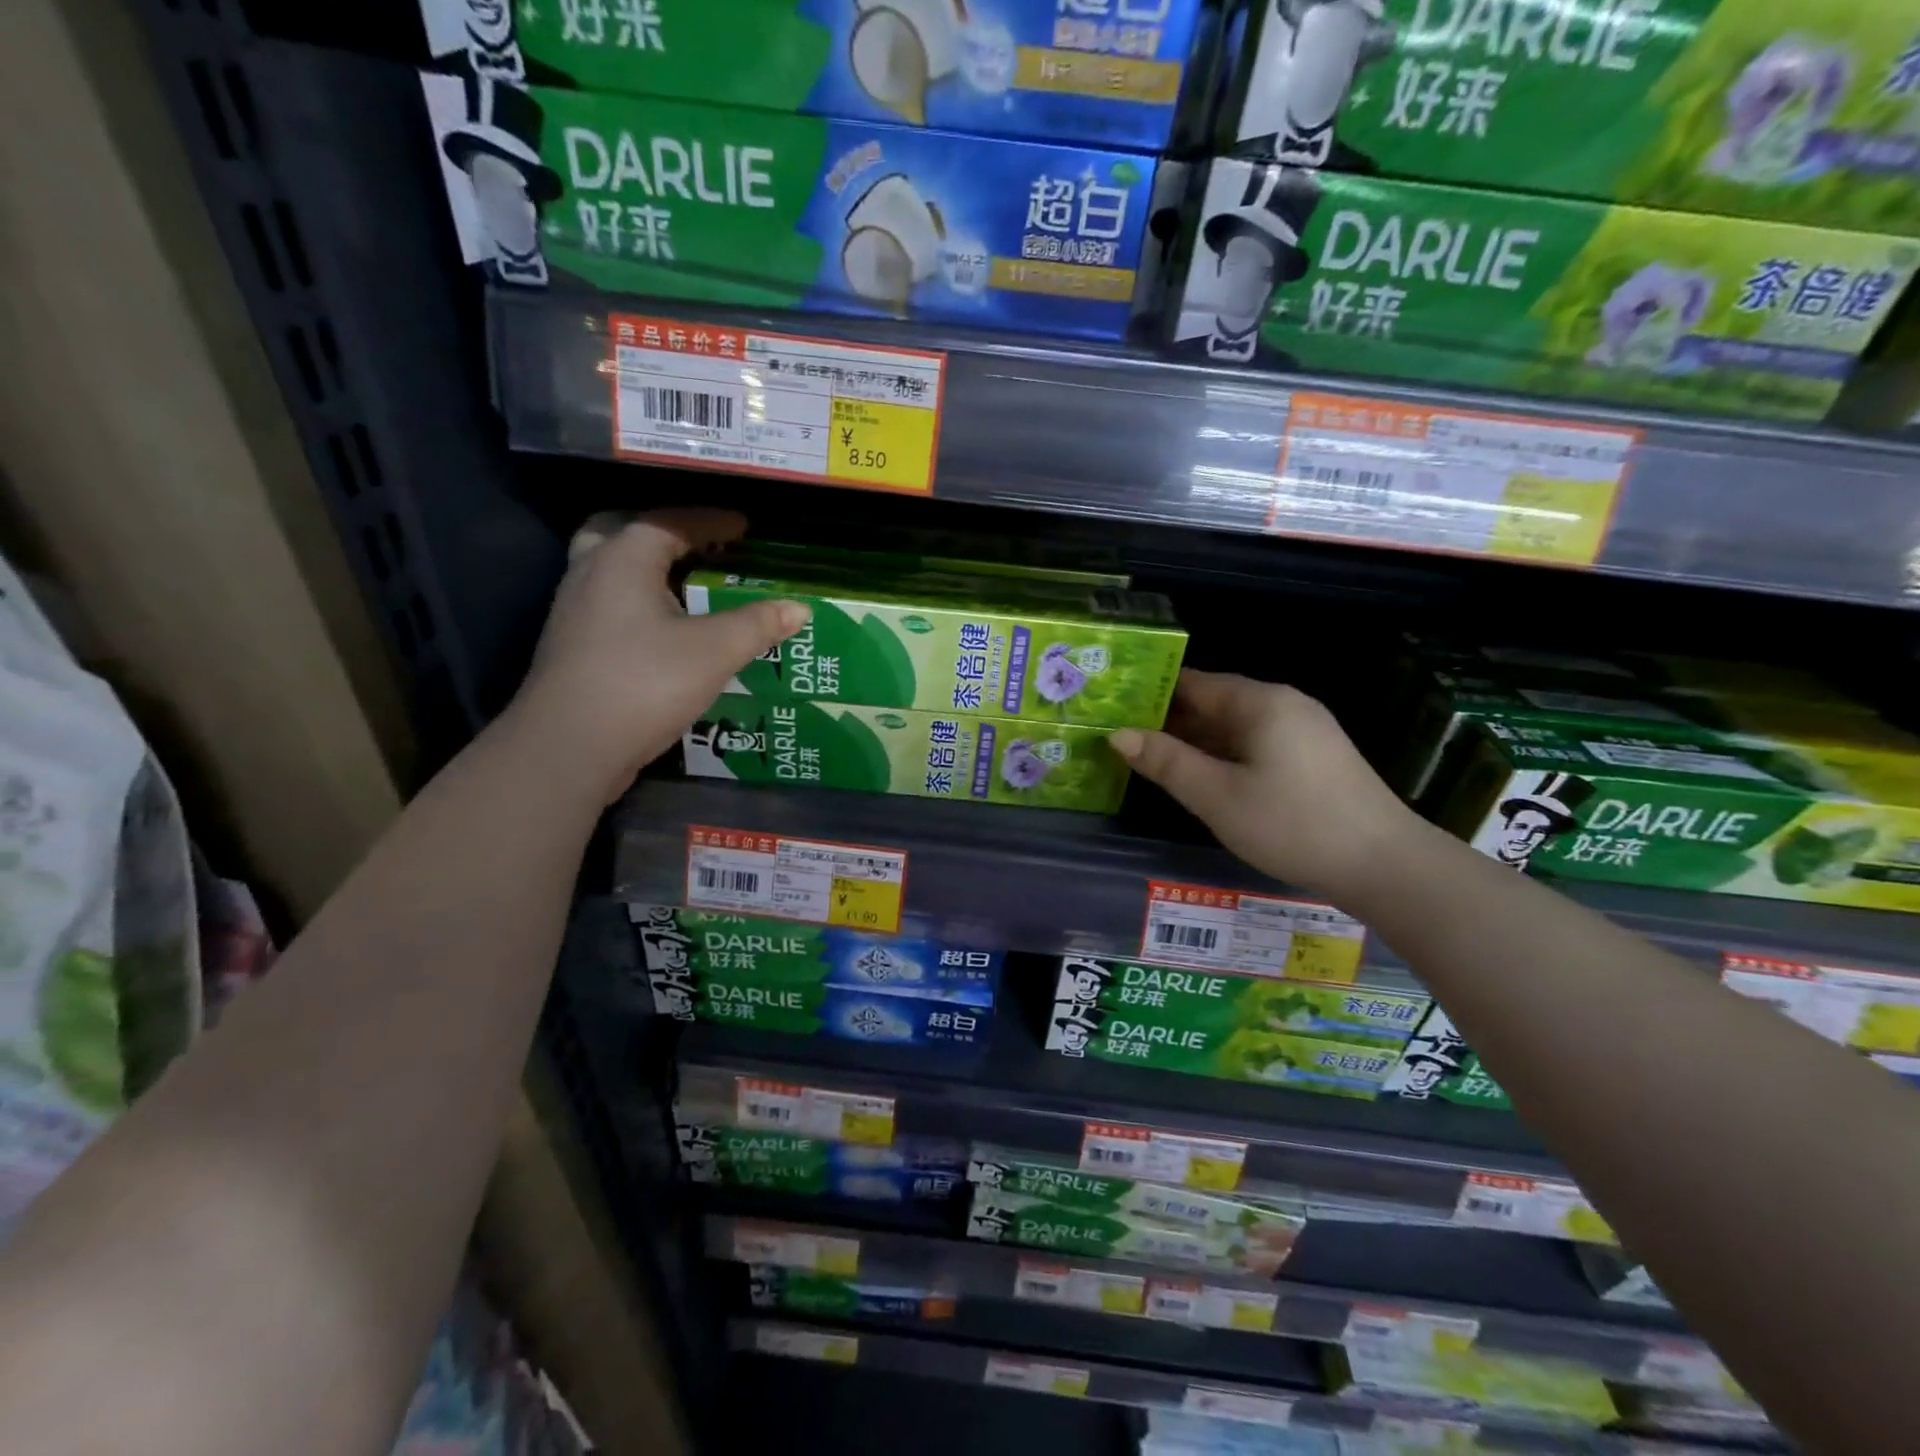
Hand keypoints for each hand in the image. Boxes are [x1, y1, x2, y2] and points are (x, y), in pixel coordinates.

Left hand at [510, 509, 806, 801]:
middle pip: (621, 532)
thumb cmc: (645, 683)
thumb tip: (799, 608)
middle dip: (664, 533)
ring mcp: (574, 612)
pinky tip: (667, 629)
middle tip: (699, 545)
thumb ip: (757, 625)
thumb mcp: (714, 652)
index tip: (744, 526)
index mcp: (622, 559)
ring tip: (688, 585)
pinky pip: (609, 603)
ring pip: (610, 569)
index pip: (669, 522)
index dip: (710, 521)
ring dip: (648, 568)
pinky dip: (639, 601)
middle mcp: (590, 574)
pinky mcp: (573, 647)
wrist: (570, 746)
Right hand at [1110, 670, 1418, 897]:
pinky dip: (1224, 754)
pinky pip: (1256, 743)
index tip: (1113, 708)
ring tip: (1150, 757)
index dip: (1151, 694)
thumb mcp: (1217, 796)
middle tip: (1122, 737)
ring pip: (1235, 726)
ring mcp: (1303, 730)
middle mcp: (1283, 705)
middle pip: (1214, 702)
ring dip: (1196, 740)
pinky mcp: (1314, 757)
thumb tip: (1118, 735)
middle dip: (1170, 719)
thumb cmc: (1292, 825)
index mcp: (1260, 703)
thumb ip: (1166, 762)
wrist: (1384, 864)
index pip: (1193, 684)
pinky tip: (1202, 775)